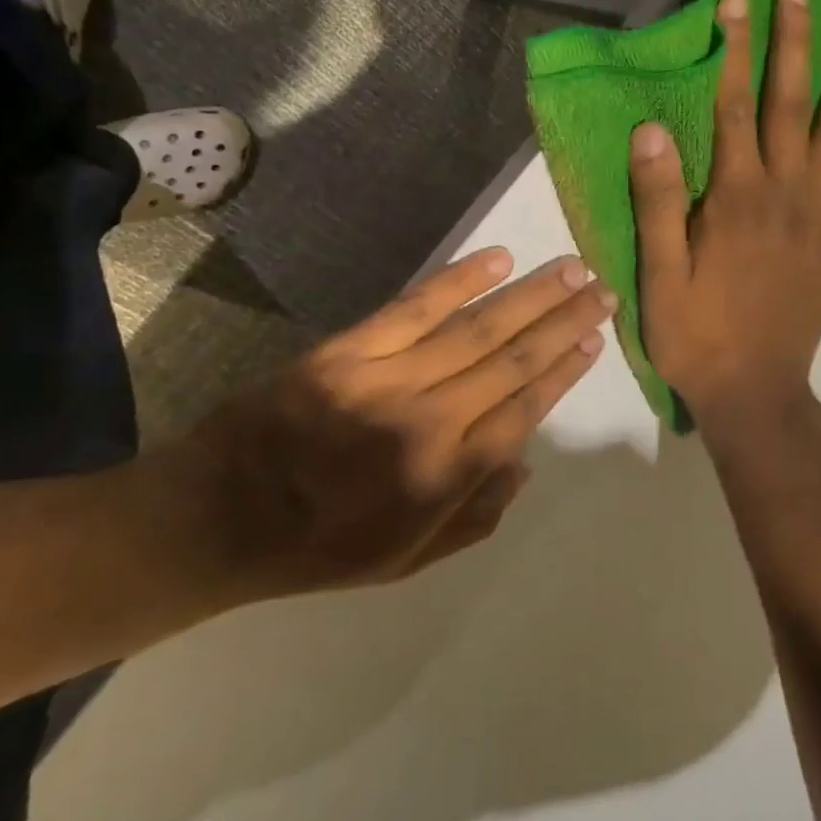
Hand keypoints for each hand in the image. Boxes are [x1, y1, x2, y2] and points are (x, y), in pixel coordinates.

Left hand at [177, 249, 613, 600]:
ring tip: (570, 267)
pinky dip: (459, 281)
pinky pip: (415, 307)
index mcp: (444, 477)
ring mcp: (386, 378)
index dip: (564, 370)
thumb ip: (477, 515)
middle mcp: (427, 421)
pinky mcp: (348, 349)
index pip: (524, 409)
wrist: (219, 516)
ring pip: (475, 328)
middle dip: (563, 321)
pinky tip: (498, 258)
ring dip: (529, 295)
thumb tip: (527, 460)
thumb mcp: (407, 562)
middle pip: (512, 360)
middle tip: (602, 288)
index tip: (595, 339)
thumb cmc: (321, 547)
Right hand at [630, 0, 820, 429]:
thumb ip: (658, 200)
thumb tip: (651, 128)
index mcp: (736, 197)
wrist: (757, 390)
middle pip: (792, 104)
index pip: (736, 106)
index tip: (736, 3)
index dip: (735, 51)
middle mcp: (785, 192)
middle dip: (794, 44)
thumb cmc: (697, 333)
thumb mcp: (660, 274)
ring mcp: (819, 214)